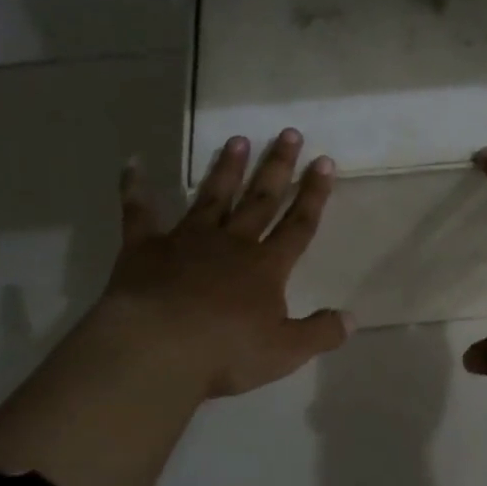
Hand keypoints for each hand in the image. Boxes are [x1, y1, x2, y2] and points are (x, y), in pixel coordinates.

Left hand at [87, 129, 351, 399]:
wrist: (158, 350)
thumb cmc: (226, 352)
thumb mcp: (285, 351)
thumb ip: (320, 333)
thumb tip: (353, 319)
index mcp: (266, 267)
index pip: (298, 225)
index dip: (313, 195)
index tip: (324, 161)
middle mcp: (231, 243)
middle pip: (260, 200)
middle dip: (277, 167)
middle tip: (289, 133)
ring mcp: (187, 241)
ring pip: (212, 197)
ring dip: (226, 169)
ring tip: (237, 139)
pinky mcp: (145, 248)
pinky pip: (139, 213)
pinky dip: (135, 189)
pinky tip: (133, 164)